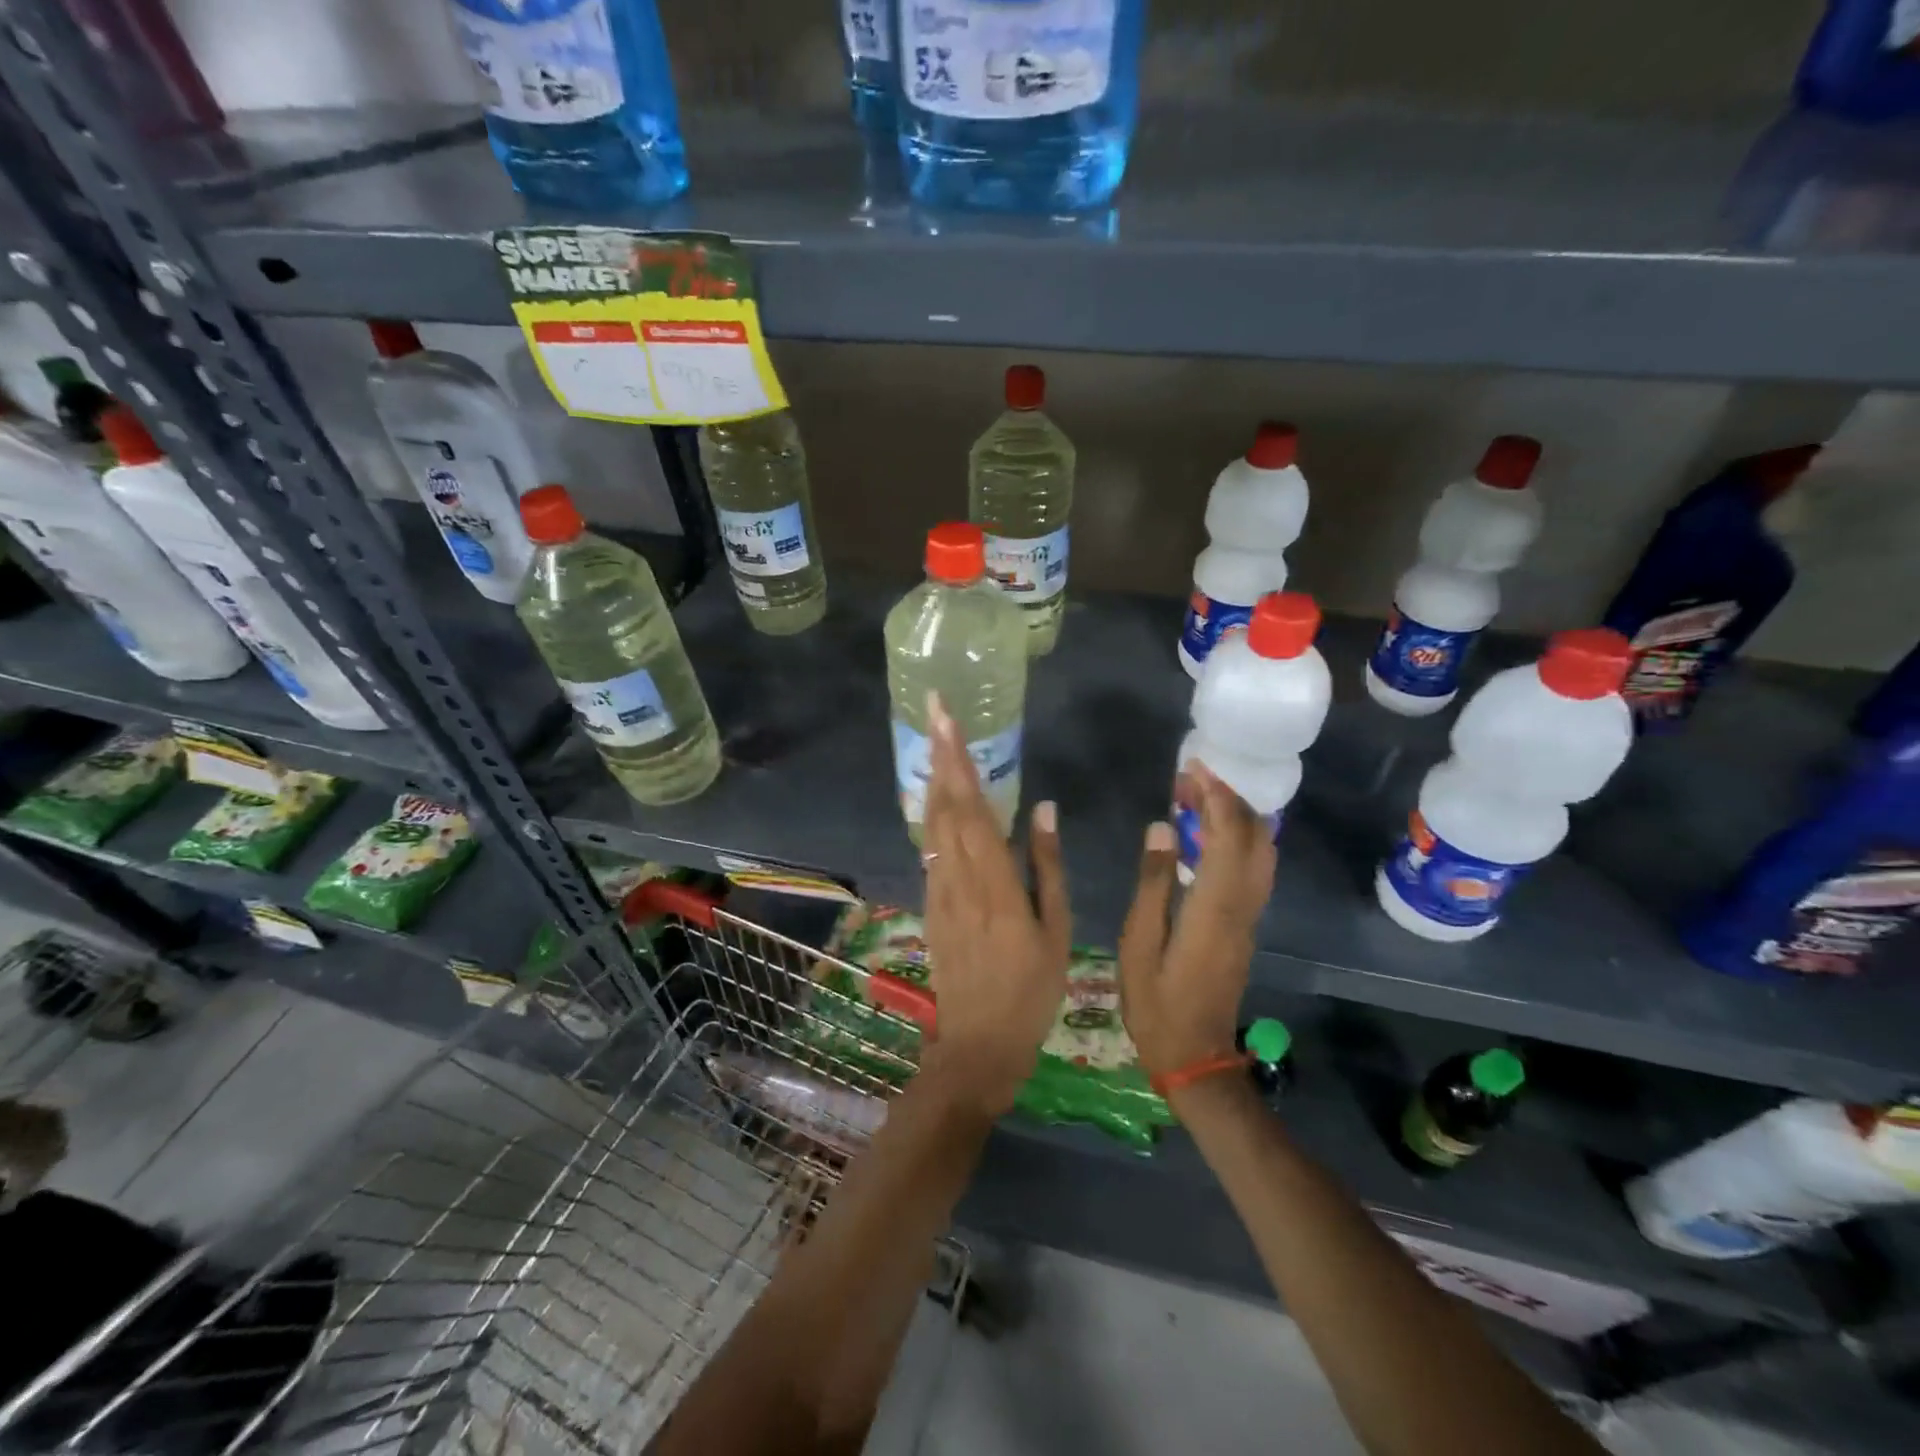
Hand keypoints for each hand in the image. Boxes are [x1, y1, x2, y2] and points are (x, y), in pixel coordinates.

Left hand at [918, 692, 1070, 1116]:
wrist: (978, 1045)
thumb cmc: (1031, 991)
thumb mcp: (1055, 931)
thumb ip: (1047, 866)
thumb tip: (1042, 809)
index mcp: (994, 884)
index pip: (972, 809)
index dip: (958, 761)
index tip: (947, 720)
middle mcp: (958, 879)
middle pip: (944, 807)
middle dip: (939, 755)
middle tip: (935, 710)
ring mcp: (938, 892)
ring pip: (931, 825)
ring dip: (933, 780)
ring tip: (934, 742)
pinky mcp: (930, 905)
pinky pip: (930, 849)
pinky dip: (932, 815)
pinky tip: (936, 798)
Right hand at [1118, 761, 1275, 1080]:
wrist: (1195, 1055)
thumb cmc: (1156, 1002)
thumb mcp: (1138, 942)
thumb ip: (1153, 882)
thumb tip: (1163, 828)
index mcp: (1213, 907)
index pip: (1227, 836)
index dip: (1214, 796)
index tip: (1191, 769)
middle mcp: (1241, 905)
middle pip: (1253, 836)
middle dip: (1228, 798)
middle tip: (1190, 779)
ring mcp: (1250, 917)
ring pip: (1261, 851)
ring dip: (1236, 816)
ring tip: (1198, 798)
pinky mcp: (1246, 926)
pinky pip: (1254, 868)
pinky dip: (1238, 839)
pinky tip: (1207, 835)